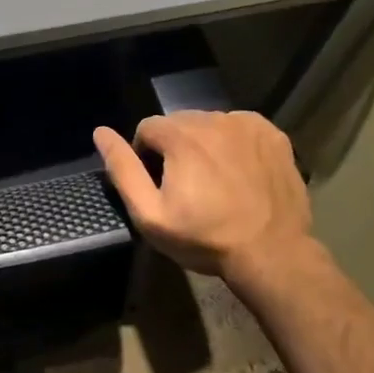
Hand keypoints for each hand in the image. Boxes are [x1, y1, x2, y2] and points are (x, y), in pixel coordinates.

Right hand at [93, 111, 326, 295]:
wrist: (272, 253)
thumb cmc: (206, 238)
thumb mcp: (151, 215)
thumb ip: (123, 170)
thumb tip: (100, 132)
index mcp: (181, 136)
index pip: (147, 128)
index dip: (146, 156)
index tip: (160, 186)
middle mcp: (213, 119)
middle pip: (179, 123)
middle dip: (175, 147)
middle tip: (188, 186)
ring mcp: (247, 124)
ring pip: (210, 123)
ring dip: (204, 143)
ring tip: (216, 181)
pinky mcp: (271, 134)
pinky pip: (240, 127)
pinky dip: (234, 143)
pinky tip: (239, 172)